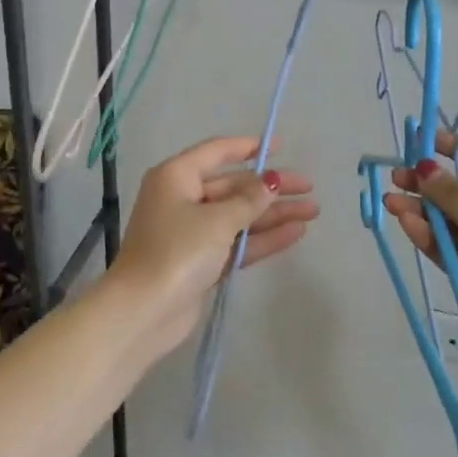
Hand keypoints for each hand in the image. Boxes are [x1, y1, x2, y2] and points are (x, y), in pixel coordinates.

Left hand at [108, 136, 318, 357]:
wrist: (144, 310)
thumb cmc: (177, 251)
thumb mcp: (217, 220)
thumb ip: (249, 199)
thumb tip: (271, 182)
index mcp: (177, 177)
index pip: (217, 152)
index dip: (248, 147)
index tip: (280, 146)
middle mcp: (182, 199)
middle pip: (233, 186)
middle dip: (271, 188)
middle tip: (309, 188)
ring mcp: (192, 233)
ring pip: (239, 216)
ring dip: (273, 214)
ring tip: (313, 212)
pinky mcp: (201, 262)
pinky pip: (237, 242)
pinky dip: (263, 238)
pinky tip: (296, 233)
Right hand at [383, 133, 457, 381]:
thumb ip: (455, 197)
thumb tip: (426, 167)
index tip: (424, 141)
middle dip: (432, 185)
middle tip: (397, 177)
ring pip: (454, 221)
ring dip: (424, 211)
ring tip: (390, 202)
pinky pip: (450, 247)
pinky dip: (430, 236)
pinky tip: (406, 224)